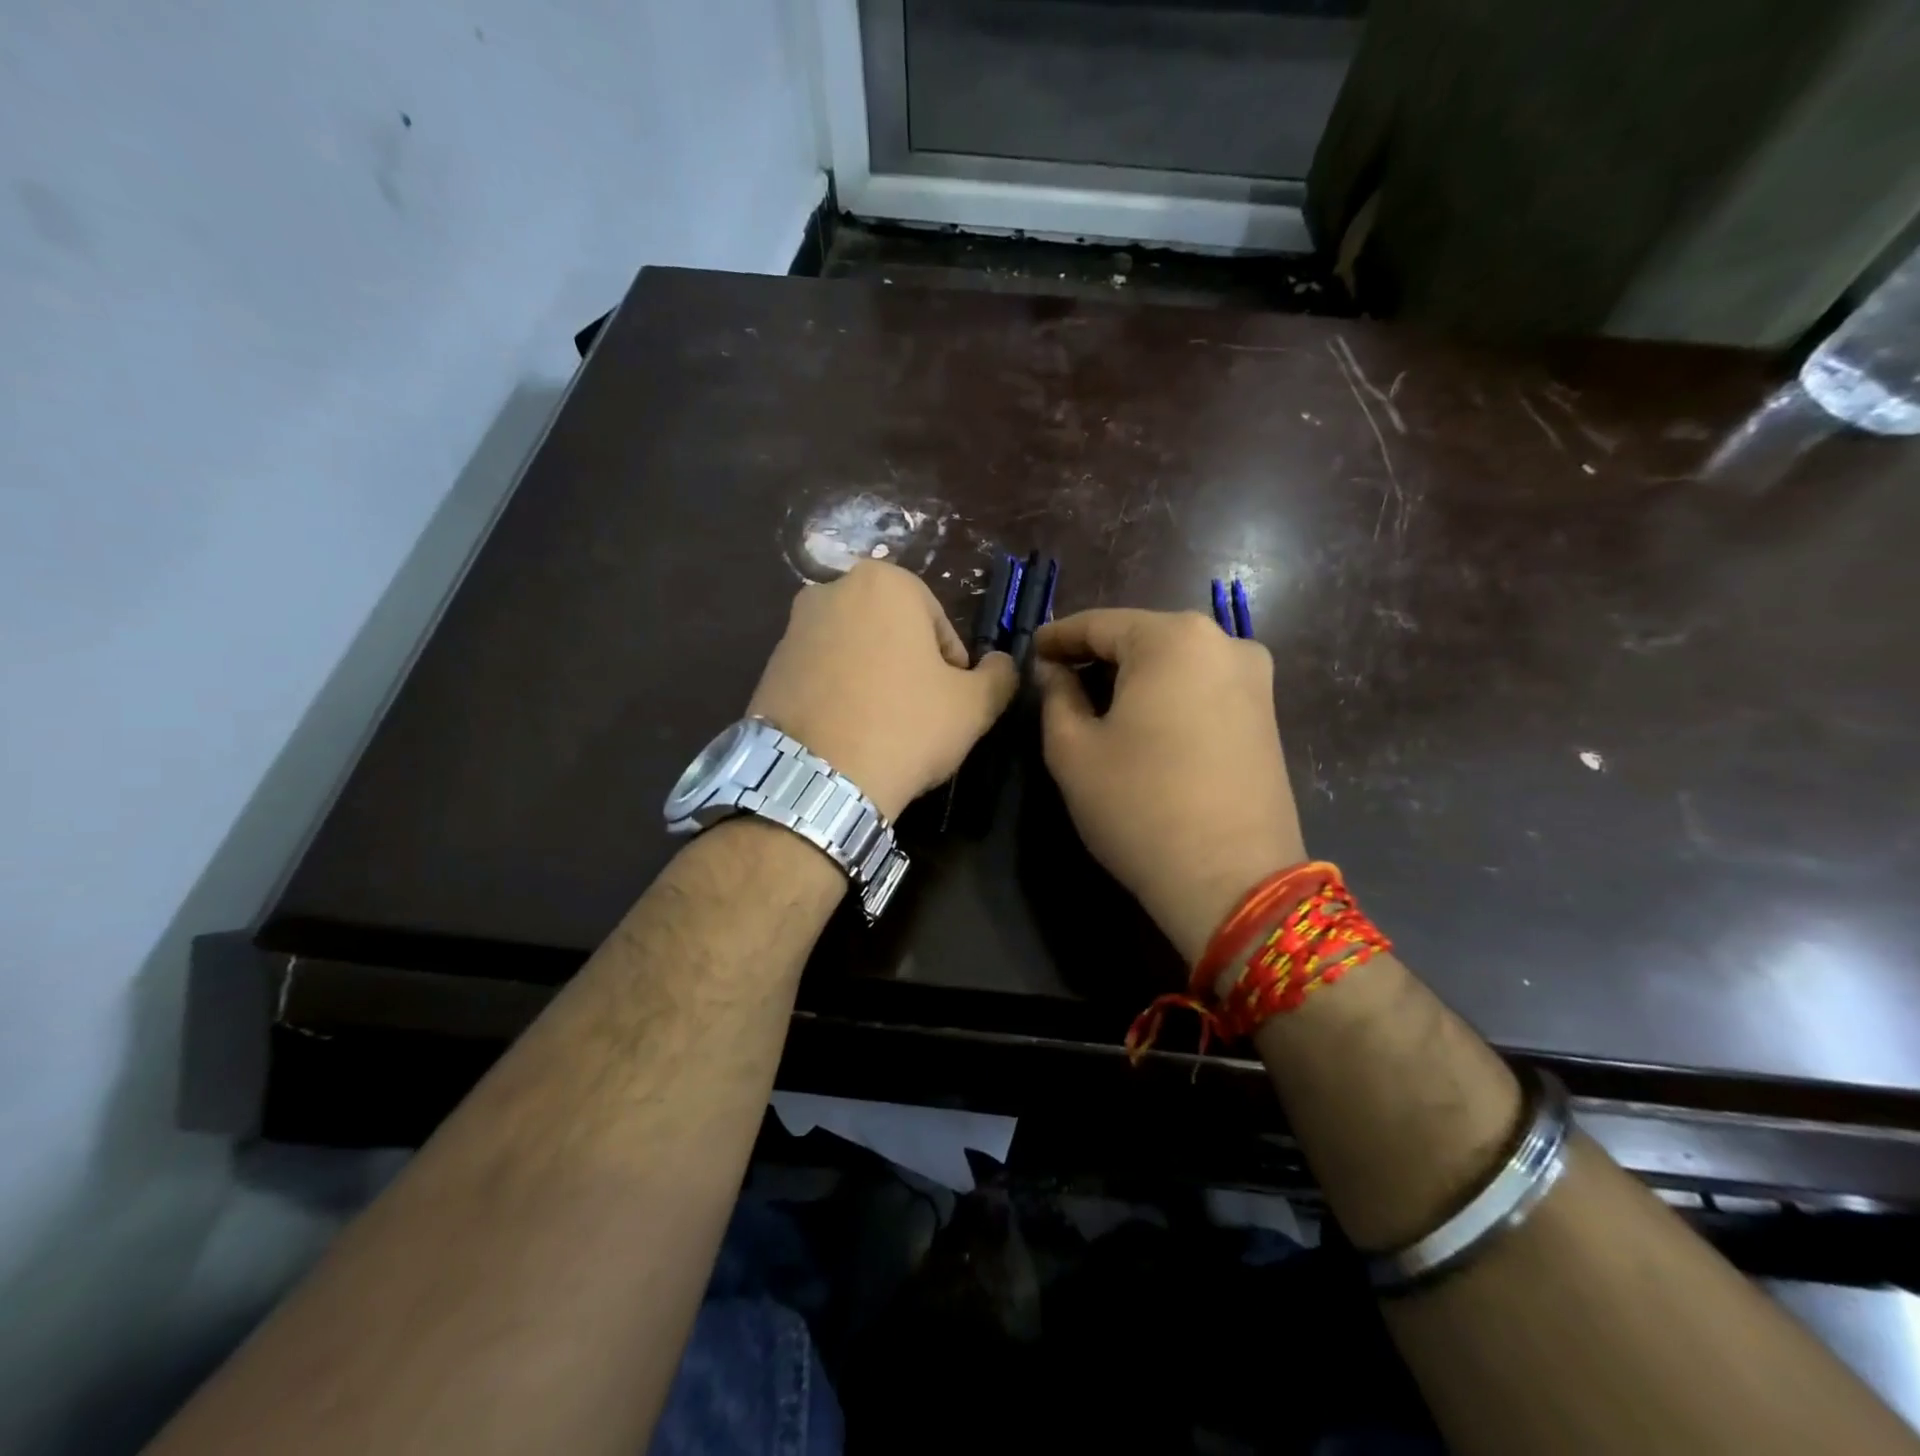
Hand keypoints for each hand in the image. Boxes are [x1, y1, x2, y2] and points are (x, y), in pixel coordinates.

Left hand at [749, 562, 1017, 820]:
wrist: (816, 777)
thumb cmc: (905, 726)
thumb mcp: (973, 705)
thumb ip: (999, 675)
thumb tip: (1003, 664)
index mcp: (885, 582)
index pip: (938, 624)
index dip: (952, 668)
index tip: (949, 704)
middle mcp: (831, 589)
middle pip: (893, 633)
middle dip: (909, 668)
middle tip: (918, 716)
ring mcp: (792, 627)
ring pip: (855, 652)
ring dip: (873, 682)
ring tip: (881, 730)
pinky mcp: (768, 666)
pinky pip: (821, 675)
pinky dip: (838, 696)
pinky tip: (847, 735)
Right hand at [1034, 609, 1307, 965]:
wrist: (1233, 881)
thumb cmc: (1140, 807)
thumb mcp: (1073, 751)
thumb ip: (1055, 695)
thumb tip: (1054, 670)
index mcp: (1173, 638)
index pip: (1099, 624)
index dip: (1058, 637)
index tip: (1031, 651)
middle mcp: (1223, 642)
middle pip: (1142, 638)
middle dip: (1097, 656)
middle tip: (1058, 679)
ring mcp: (1254, 677)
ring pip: (1175, 661)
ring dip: (1133, 676)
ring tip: (1096, 703)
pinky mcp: (1267, 713)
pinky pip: (1202, 686)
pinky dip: (1167, 695)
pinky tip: (1143, 722)